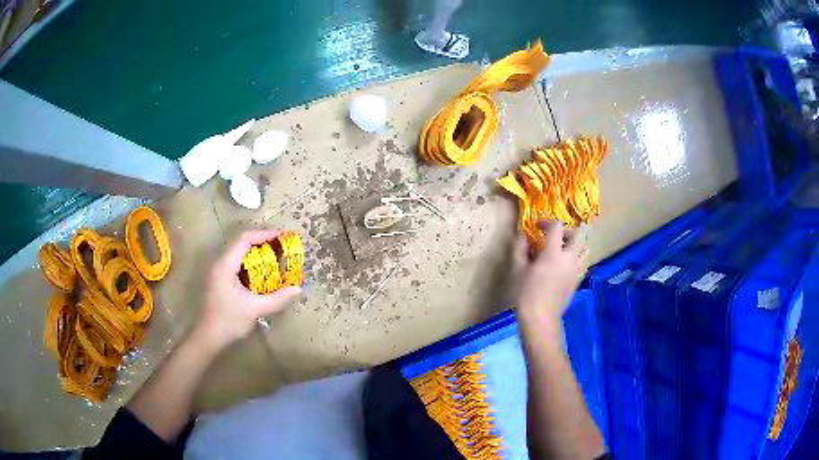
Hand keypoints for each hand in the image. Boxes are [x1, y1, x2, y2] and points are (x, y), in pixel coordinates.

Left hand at [194, 230, 301, 348]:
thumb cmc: (229, 321)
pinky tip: (263, 273)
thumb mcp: (255, 309)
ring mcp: (218, 271)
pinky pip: (237, 263)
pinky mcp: (219, 279)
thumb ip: (277, 298)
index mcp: (225, 264)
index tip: (283, 236)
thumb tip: (297, 289)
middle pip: (242, 242)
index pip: (245, 238)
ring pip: (239, 253)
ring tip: (276, 257)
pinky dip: (251, 263)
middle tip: (283, 246)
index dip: (265, 234)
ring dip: (257, 252)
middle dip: (263, 241)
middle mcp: (220, 262)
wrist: (208, 337)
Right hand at [512, 221, 585, 322]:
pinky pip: (583, 262)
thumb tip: (522, 234)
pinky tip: (565, 264)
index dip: (547, 222)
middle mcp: (569, 258)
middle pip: (579, 234)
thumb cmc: (526, 293)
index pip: (557, 227)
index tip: (537, 226)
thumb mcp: (518, 268)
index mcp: (554, 253)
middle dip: (568, 230)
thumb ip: (520, 248)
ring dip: (576, 243)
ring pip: (586, 248)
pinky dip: (577, 257)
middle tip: (556, 236)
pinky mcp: (578, 281)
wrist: (540, 318)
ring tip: (563, 248)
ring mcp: (576, 270)